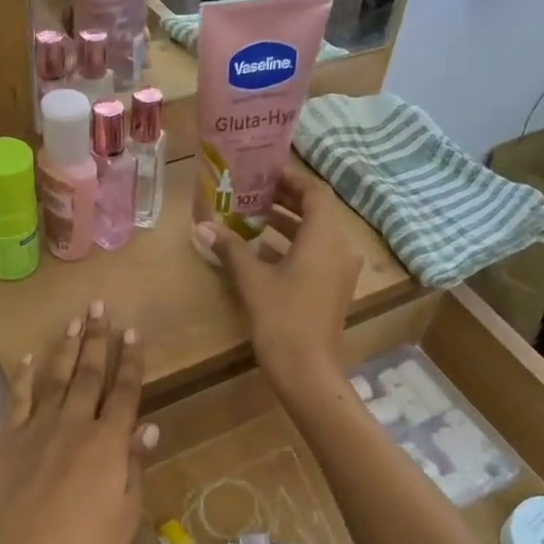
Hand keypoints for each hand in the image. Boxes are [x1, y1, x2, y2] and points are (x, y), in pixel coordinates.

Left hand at [0, 301, 154, 543]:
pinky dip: (22, 376)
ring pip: (57, 378)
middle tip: (100, 307)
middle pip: (90, 374)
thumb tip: (149, 427)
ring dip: (66, 347)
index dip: (131, 361)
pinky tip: (26, 358)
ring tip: (74, 321)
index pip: (125, 391)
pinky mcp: (8, 440)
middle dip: (98, 339)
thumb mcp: (126, 513)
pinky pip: (17, 399)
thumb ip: (134, 465)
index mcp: (108, 442)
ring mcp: (38, 428)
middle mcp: (75, 424)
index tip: (133, 332)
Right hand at [194, 163, 360, 388]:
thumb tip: (203, 226)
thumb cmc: (282, 319)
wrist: (308, 371)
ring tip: (253, 216)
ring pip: (316, 234)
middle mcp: (340, 248)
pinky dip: (293, 245)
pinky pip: (317, 254)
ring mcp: (340, 270)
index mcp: (324, 237)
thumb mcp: (252, 280)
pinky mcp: (334, 288)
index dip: (291, 179)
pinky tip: (262, 251)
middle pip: (317, 211)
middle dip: (286, 199)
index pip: (315, 192)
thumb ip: (230, 248)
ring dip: (288, 223)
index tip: (264, 173)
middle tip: (253, 191)